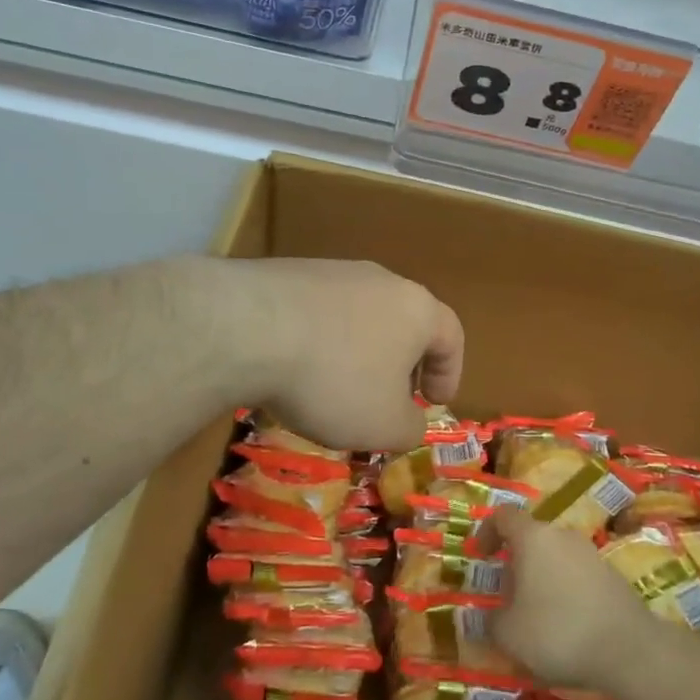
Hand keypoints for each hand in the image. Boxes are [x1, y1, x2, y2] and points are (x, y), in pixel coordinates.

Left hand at [222, 257, 463, 452]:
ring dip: (357, 352)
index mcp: (417, 309)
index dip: (449, 373)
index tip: (435, 403)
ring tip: (336, 388)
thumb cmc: (336, 379)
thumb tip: (410, 420)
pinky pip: (318, 312)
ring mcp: (333, 271)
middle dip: (401, 364)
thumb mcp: (384, 425)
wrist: (249, 328)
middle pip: (404, 322)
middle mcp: (382, 280)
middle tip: (389, 398)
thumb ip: (410, 428)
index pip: (451, 336)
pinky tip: (296, 368)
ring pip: (359, 316)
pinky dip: (319, 341)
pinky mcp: (290, 273)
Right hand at [483, 508, 650, 690]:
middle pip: (531, 537)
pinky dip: (565, 590)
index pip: (503, 515)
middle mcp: (562, 535)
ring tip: (536, 614)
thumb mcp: (509, 634)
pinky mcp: (612, 575)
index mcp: (532, 537)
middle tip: (507, 594)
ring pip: (555, 556)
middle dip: (516, 562)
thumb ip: (491, 621)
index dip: (487, 531)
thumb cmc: (558, 632)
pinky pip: (577, 574)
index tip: (480, 556)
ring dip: (541, 577)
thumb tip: (487, 616)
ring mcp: (591, 553)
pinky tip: (567, 625)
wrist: (631, 650)